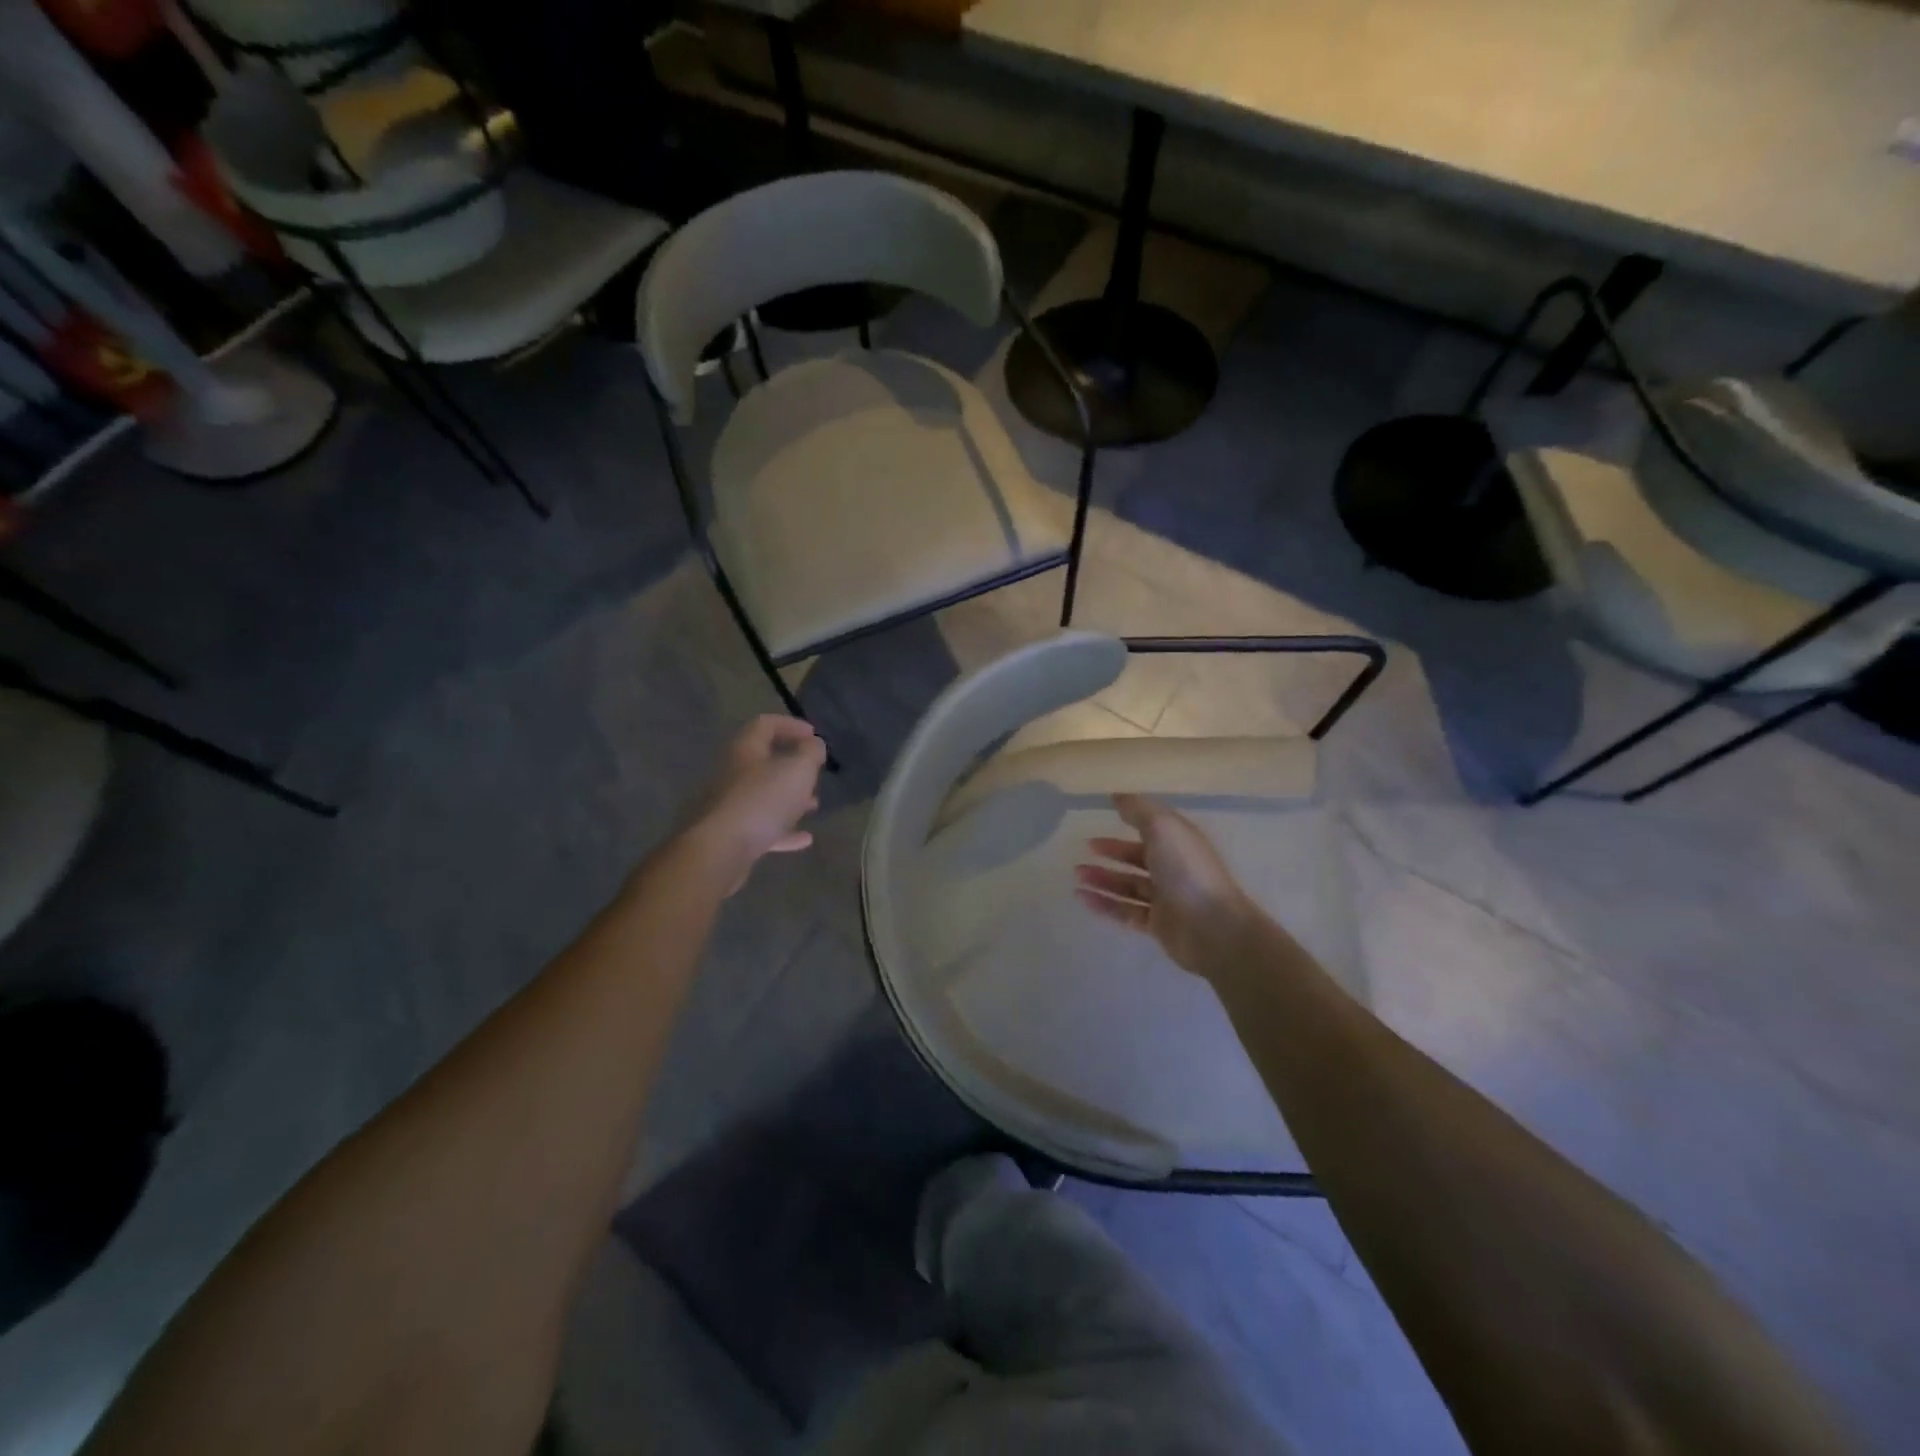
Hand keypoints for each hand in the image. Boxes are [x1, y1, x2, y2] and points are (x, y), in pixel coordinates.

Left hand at [686, 715, 827, 893]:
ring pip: (764, 795)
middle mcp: (733, 773)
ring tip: (813, 805)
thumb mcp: (798, 769)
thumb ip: (810, 753)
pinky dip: (784, 830)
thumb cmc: (762, 800)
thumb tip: (814, 745)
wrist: (720, 851)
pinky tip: (805, 839)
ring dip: (790, 798)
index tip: (814, 735)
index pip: (765, 724)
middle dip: (792, 766)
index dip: (791, 725)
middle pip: (763, 761)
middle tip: (815, 772)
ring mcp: (730, 805)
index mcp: (745, 750)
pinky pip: (762, 827)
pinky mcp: (731, 835)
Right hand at [1075, 793, 1256, 977]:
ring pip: (1129, 886)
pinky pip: (1125, 911)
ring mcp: (1167, 898)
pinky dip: (1104, 904)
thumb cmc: (1187, 871)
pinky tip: (1082, 898)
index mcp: (1180, 842)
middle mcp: (1174, 868)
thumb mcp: (1162, 828)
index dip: (1130, 820)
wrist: (1212, 928)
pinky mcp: (1158, 925)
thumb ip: (1138, 810)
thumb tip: (1117, 796)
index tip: (1103, 816)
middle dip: (1112, 852)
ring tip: (1077, 875)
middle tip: (1085, 848)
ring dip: (1103, 879)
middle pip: (1139, 857)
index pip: (1154, 827)